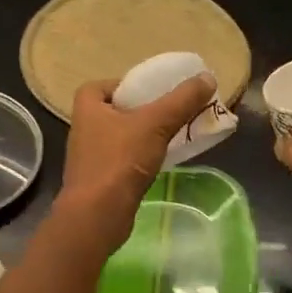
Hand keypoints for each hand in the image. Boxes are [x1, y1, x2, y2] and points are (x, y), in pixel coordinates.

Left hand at [55, 72, 217, 256]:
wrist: (97, 215)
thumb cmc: (120, 161)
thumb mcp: (156, 124)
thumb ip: (182, 100)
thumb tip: (207, 77)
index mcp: (87, 107)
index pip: (105, 85)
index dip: (128, 85)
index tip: (154, 93)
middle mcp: (83, 128)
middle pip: (117, 110)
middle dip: (143, 111)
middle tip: (169, 113)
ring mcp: (90, 156)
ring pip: (121, 136)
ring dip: (144, 135)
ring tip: (172, 136)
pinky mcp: (99, 180)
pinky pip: (123, 159)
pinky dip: (140, 157)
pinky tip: (160, 162)